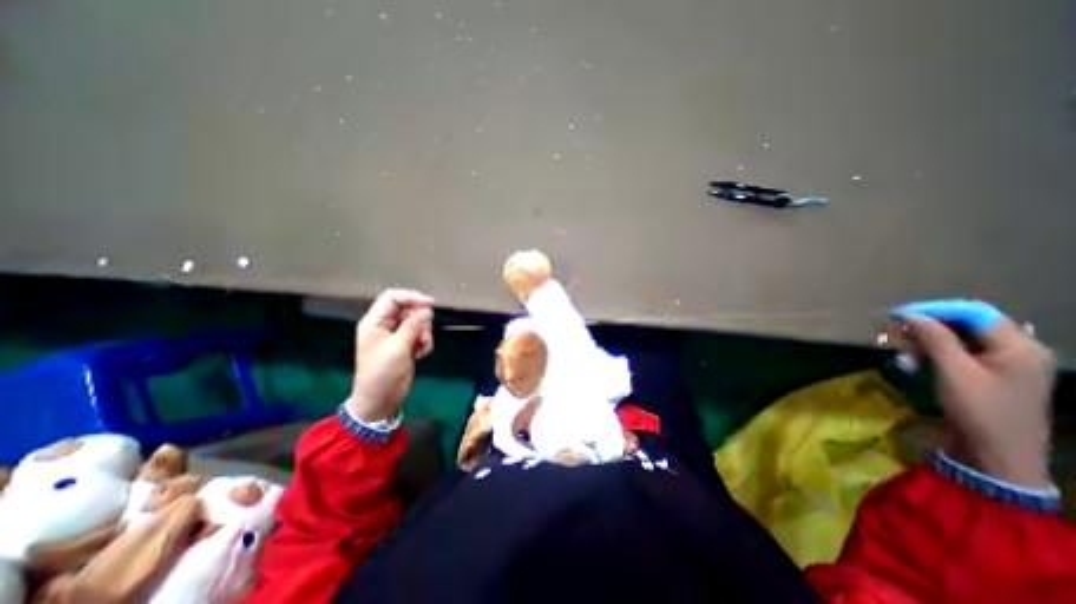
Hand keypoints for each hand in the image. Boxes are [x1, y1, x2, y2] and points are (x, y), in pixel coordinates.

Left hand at [353, 288, 436, 422]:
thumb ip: (413, 326)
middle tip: (425, 333)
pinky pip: (420, 334)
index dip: (412, 297)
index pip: (393, 298)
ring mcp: (396, 335)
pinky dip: (424, 342)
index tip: (430, 304)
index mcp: (375, 322)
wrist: (380, 400)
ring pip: (417, 322)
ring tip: (422, 346)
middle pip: (408, 309)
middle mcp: (385, 325)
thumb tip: (427, 309)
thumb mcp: (397, 348)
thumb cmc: (382, 373)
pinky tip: (421, 353)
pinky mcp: (406, 345)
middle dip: (420, 320)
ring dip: (424, 332)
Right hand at [902, 311, 1057, 484]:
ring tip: (903, 357)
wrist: (996, 454)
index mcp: (1018, 347)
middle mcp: (1015, 350)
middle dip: (926, 328)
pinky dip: (931, 356)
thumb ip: (935, 339)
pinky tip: (912, 365)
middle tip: (894, 335)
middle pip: (964, 325)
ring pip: (955, 340)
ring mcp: (1002, 364)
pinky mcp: (987, 375)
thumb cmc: (979, 410)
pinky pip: (955, 355)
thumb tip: (911, 314)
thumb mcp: (953, 372)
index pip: (973, 312)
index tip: (899, 315)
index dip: (935, 310)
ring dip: (924, 344)